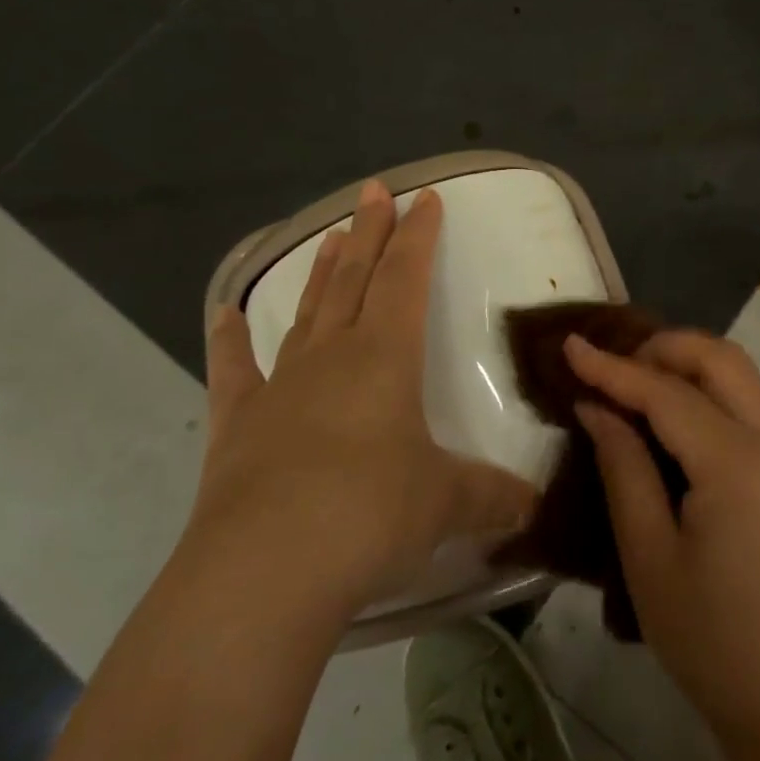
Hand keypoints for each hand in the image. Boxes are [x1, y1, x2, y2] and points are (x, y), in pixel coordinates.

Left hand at [192, 180, 538, 621]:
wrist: (267, 569)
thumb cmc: (370, 516)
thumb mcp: (446, 504)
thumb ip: (493, 496)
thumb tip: (536, 506)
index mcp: (386, 357)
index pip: (406, 278)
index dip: (418, 236)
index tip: (425, 197)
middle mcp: (333, 356)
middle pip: (356, 278)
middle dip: (369, 232)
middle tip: (373, 191)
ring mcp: (280, 385)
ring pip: (308, 312)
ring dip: (322, 273)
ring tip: (330, 235)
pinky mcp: (238, 424)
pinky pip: (233, 370)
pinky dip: (228, 341)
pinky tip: (223, 314)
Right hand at [567, 331, 759, 743]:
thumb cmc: (708, 636)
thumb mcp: (648, 554)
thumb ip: (623, 467)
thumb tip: (596, 406)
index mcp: (736, 464)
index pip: (666, 394)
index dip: (613, 368)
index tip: (571, 345)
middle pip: (719, 359)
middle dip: (662, 348)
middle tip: (612, 368)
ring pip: (741, 372)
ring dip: (689, 362)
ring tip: (637, 382)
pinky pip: (751, 400)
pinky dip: (712, 386)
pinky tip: (676, 410)